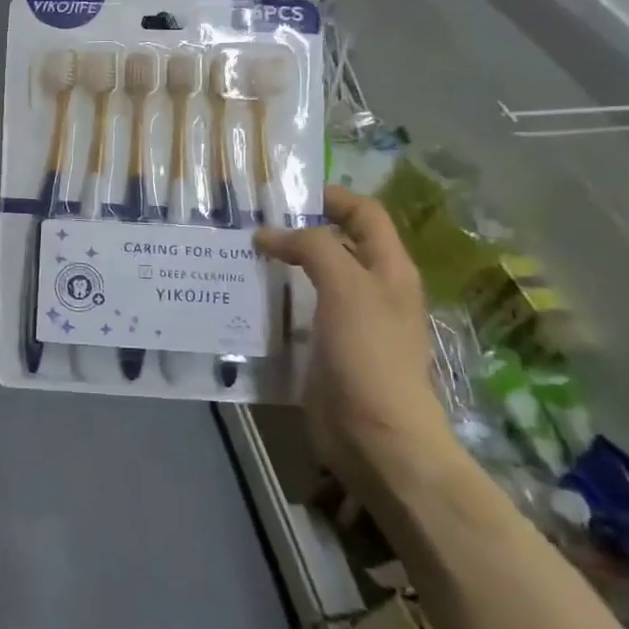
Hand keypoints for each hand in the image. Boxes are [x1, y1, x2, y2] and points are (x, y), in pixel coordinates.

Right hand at [255, 186, 461, 501]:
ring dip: (281, 265)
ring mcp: (348, 321)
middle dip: (298, 229)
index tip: (286, 193)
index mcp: (389, 269)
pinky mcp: (325, 349)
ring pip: (312, 278)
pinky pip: (297, 312)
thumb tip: (268, 234)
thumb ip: (313, 248)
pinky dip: (274, 299)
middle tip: (250, 223)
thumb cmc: (369, 353)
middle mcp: (371, 290)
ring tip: (239, 256)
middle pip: (337, 243)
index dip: (333, 196)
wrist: (376, 435)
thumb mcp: (346, 287)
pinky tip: (246, 298)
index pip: (366, 214)